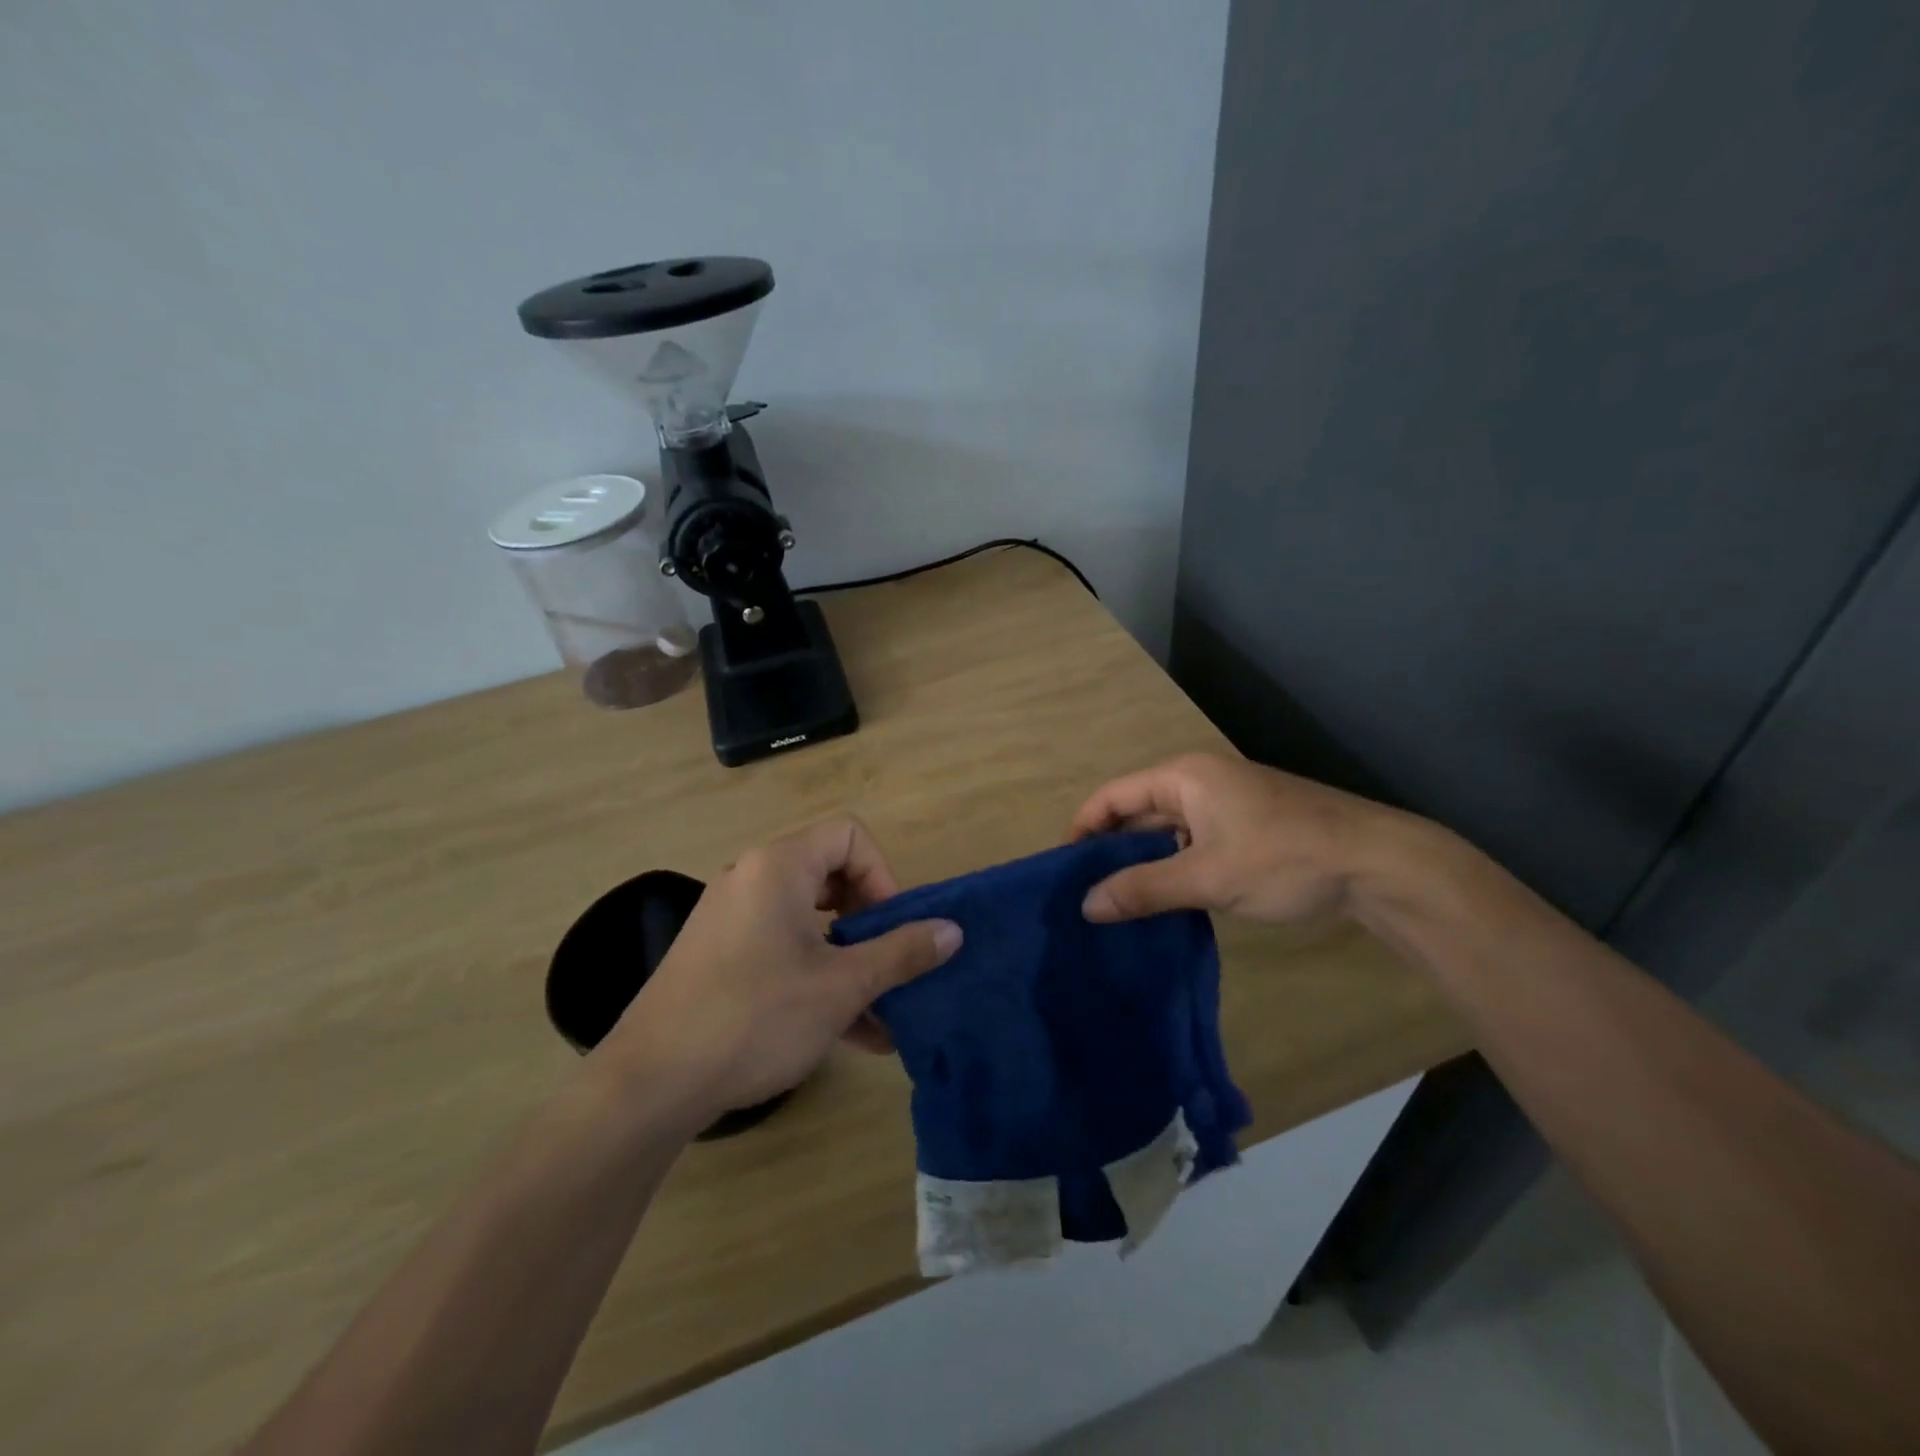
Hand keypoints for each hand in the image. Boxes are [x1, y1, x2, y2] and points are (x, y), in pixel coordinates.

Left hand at [598, 818, 961, 1124]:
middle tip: (886, 965)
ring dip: (850, 961)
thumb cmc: (756, 1017)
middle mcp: (751, 879)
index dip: (882, 875)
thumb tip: (953, 930)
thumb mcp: (842, 986)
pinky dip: (816, 977)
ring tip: (881, 1015)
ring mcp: (730, 919)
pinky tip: (848, 1034)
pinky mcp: (719, 956)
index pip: (849, 836)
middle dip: (870, 923)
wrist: (650, 1084)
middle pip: (831, 875)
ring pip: (809, 922)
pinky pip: (782, 949)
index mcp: (779, 867)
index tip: (892, 928)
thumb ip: (902, 952)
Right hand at [1070, 752, 1427, 925]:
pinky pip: (1193, 842)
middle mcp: (1199, 781)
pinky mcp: (1247, 827)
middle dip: (1111, 849)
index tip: (1064, 870)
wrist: (1379, 865)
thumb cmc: (1284, 858)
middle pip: (1137, 811)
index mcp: (1183, 777)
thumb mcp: (1207, 876)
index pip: (1113, 796)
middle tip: (1086, 893)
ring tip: (1118, 902)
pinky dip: (1174, 867)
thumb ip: (1144, 889)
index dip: (1083, 829)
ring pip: (1167, 831)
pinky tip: (1166, 900)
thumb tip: (1086, 906)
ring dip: (1144, 862)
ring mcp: (1226, 804)